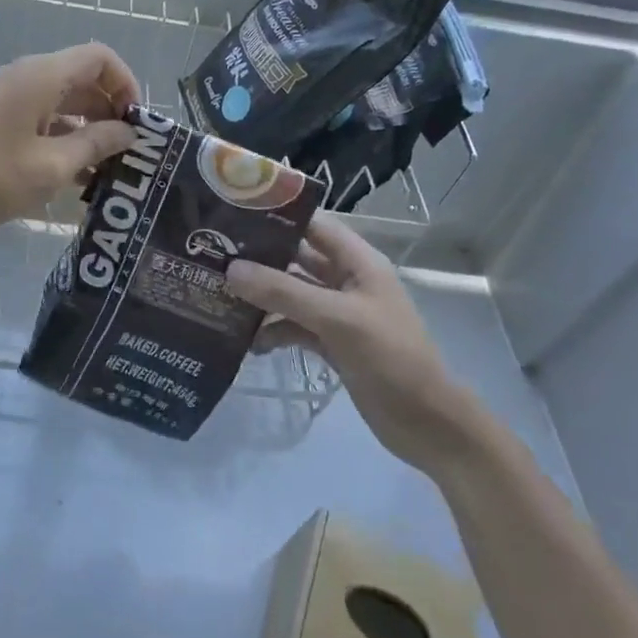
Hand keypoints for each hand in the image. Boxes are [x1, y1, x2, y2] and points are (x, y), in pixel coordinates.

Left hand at [0, 43, 139, 240]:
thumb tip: (128, 132)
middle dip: (111, 112)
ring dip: (88, 130)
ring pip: (63, 103)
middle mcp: (26, 78)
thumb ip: (94, 145)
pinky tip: (72, 178)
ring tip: (105, 172)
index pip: (100, 57)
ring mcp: (8, 99)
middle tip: (127, 154)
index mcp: (41, 77)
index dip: (127, 84)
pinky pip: (41, 120)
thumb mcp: (49, 168)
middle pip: (83, 79)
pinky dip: (63, 140)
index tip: (136, 124)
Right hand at [226, 213, 475, 471]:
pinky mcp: (331, 343)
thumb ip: (283, 292)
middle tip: (211, 254)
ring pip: (291, 294)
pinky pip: (293, 326)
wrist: (427, 424)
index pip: (313, 224)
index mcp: (358, 262)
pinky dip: (273, 331)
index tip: (231, 213)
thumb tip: (231, 269)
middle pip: (296, 258)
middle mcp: (346, 280)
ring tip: (218, 295)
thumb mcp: (336, 319)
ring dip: (261, 297)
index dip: (276, 215)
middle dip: (258, 257)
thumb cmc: (390, 358)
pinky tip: (246, 342)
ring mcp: (338, 313)